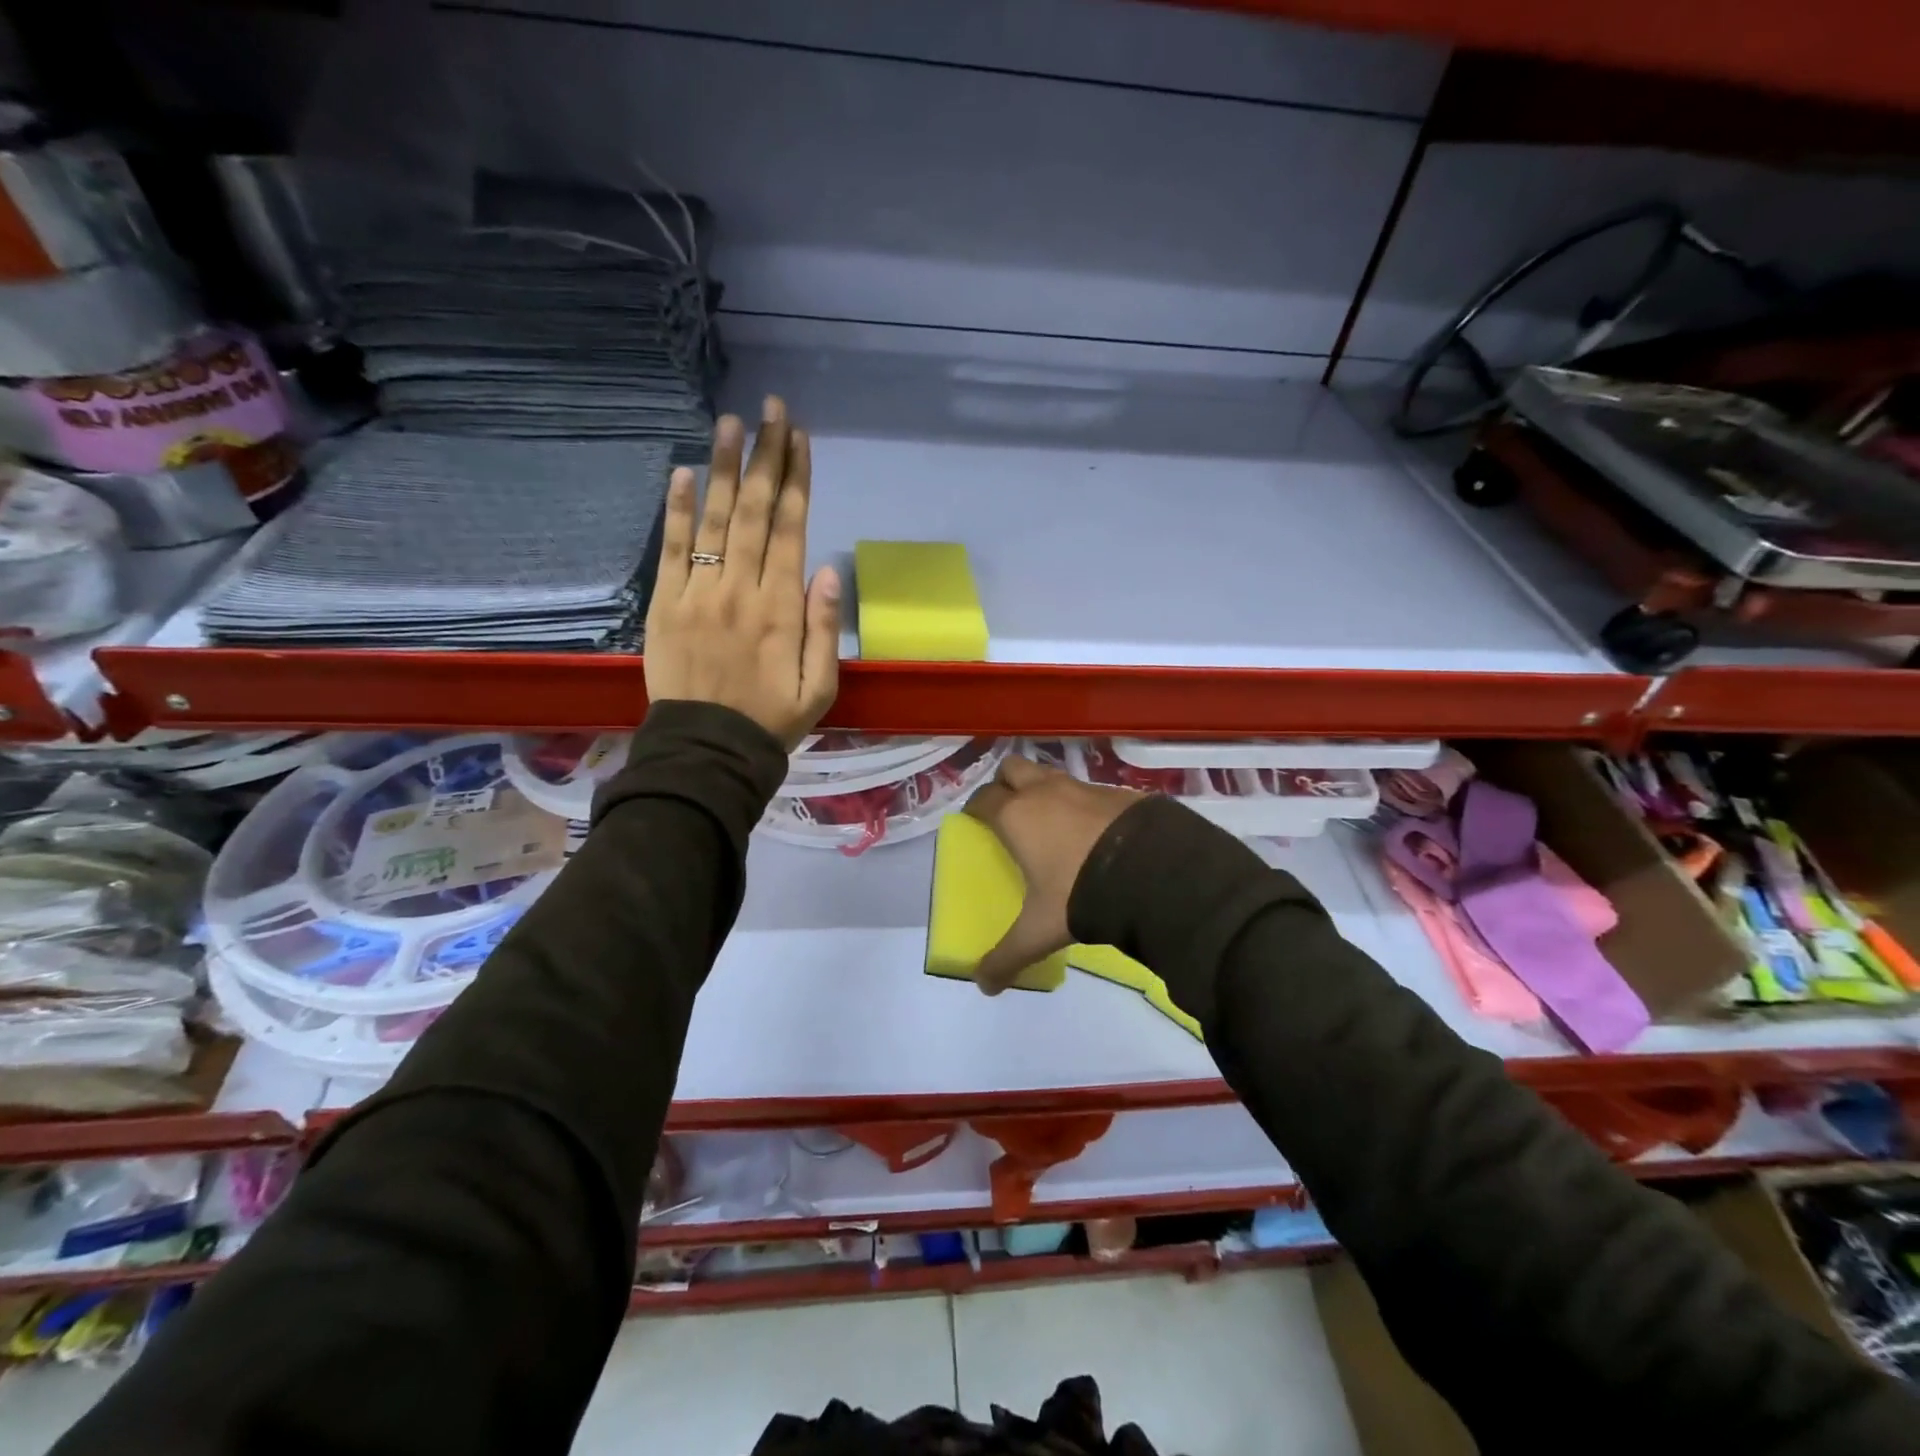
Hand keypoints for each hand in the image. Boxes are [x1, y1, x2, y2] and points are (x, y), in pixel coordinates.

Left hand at [644, 396, 840, 748]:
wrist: (708, 751)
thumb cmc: (771, 720)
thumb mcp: (820, 686)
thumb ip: (825, 627)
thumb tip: (829, 568)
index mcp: (782, 608)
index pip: (791, 529)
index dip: (797, 480)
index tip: (800, 438)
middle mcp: (741, 589)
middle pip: (756, 512)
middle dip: (766, 456)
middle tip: (771, 410)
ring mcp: (699, 593)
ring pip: (715, 519)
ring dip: (724, 468)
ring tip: (731, 422)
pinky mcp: (666, 604)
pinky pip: (672, 549)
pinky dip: (677, 510)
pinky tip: (683, 472)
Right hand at [963, 755, 1140, 994]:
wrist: (1152, 871)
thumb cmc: (1079, 893)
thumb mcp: (1039, 931)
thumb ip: (1007, 956)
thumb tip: (983, 985)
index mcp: (1016, 816)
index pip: (982, 799)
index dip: (975, 809)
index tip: (975, 823)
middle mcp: (1044, 791)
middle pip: (1012, 769)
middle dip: (1006, 784)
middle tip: (1009, 812)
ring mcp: (1083, 786)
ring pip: (1050, 775)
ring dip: (1044, 790)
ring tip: (1051, 822)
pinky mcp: (1117, 791)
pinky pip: (1088, 790)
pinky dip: (1082, 803)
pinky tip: (1093, 831)